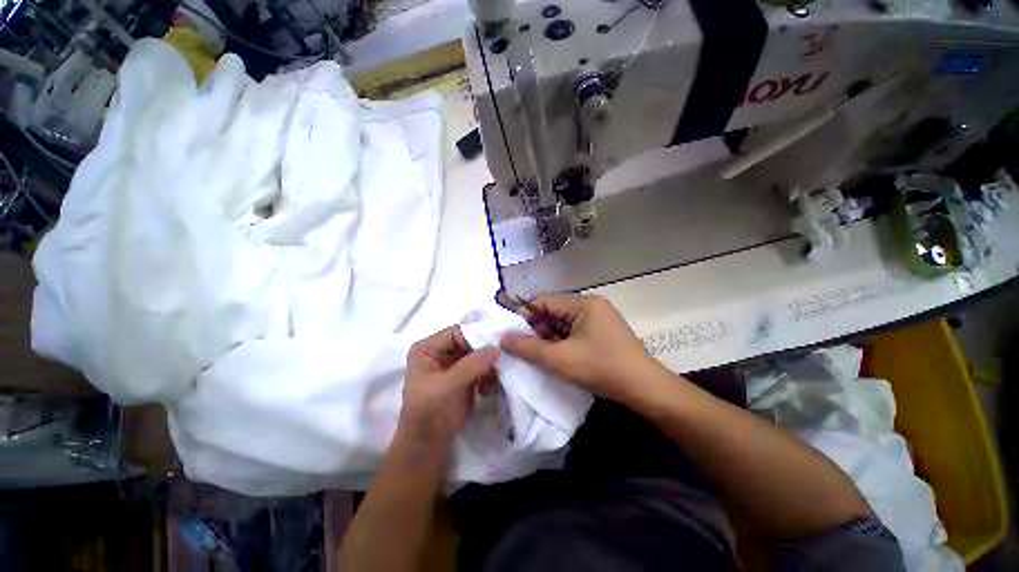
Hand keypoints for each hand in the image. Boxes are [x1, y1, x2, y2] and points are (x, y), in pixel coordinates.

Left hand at [399, 326, 499, 446]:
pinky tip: (493, 384)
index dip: (477, 335)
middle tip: (505, 354)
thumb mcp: (448, 386)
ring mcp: (454, 364)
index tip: (498, 341)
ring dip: (490, 362)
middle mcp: (441, 352)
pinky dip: (490, 373)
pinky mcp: (465, 376)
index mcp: (428, 348)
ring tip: (500, 371)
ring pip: (478, 354)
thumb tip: (497, 348)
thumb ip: (471, 365)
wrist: (429, 444)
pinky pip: (481, 367)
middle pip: (469, 342)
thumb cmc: (430, 412)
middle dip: (486, 349)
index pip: (457, 332)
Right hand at [500, 295, 657, 403]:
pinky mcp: (604, 333)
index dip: (525, 316)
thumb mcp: (559, 359)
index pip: (544, 302)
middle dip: (538, 330)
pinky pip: (576, 333)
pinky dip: (563, 343)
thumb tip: (502, 338)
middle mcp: (592, 306)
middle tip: (524, 348)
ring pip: (564, 324)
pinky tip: (557, 358)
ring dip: (550, 338)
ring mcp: (600, 319)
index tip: (512, 334)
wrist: (645, 389)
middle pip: (554, 312)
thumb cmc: (601, 368)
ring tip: (538, 355)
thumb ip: (528, 348)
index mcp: (584, 303)